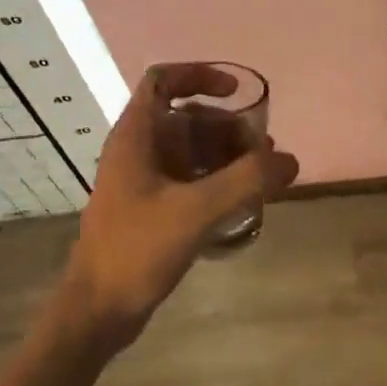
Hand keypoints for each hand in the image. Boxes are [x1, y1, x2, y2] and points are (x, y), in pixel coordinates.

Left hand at [59, 65, 298, 350]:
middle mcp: (136, 148)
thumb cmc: (137, 249)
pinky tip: (241, 199)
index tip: (235, 92)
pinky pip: (187, 177)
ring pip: (188, 148)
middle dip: (226, 126)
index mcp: (135, 135)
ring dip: (225, 153)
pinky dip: (214, 178)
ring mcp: (141, 179)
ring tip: (261, 175)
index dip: (199, 75)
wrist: (97, 311)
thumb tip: (289, 160)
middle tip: (262, 149)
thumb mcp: (196, 210)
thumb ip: (246, 181)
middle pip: (185, 116)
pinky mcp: (148, 207)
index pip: (162, 79)